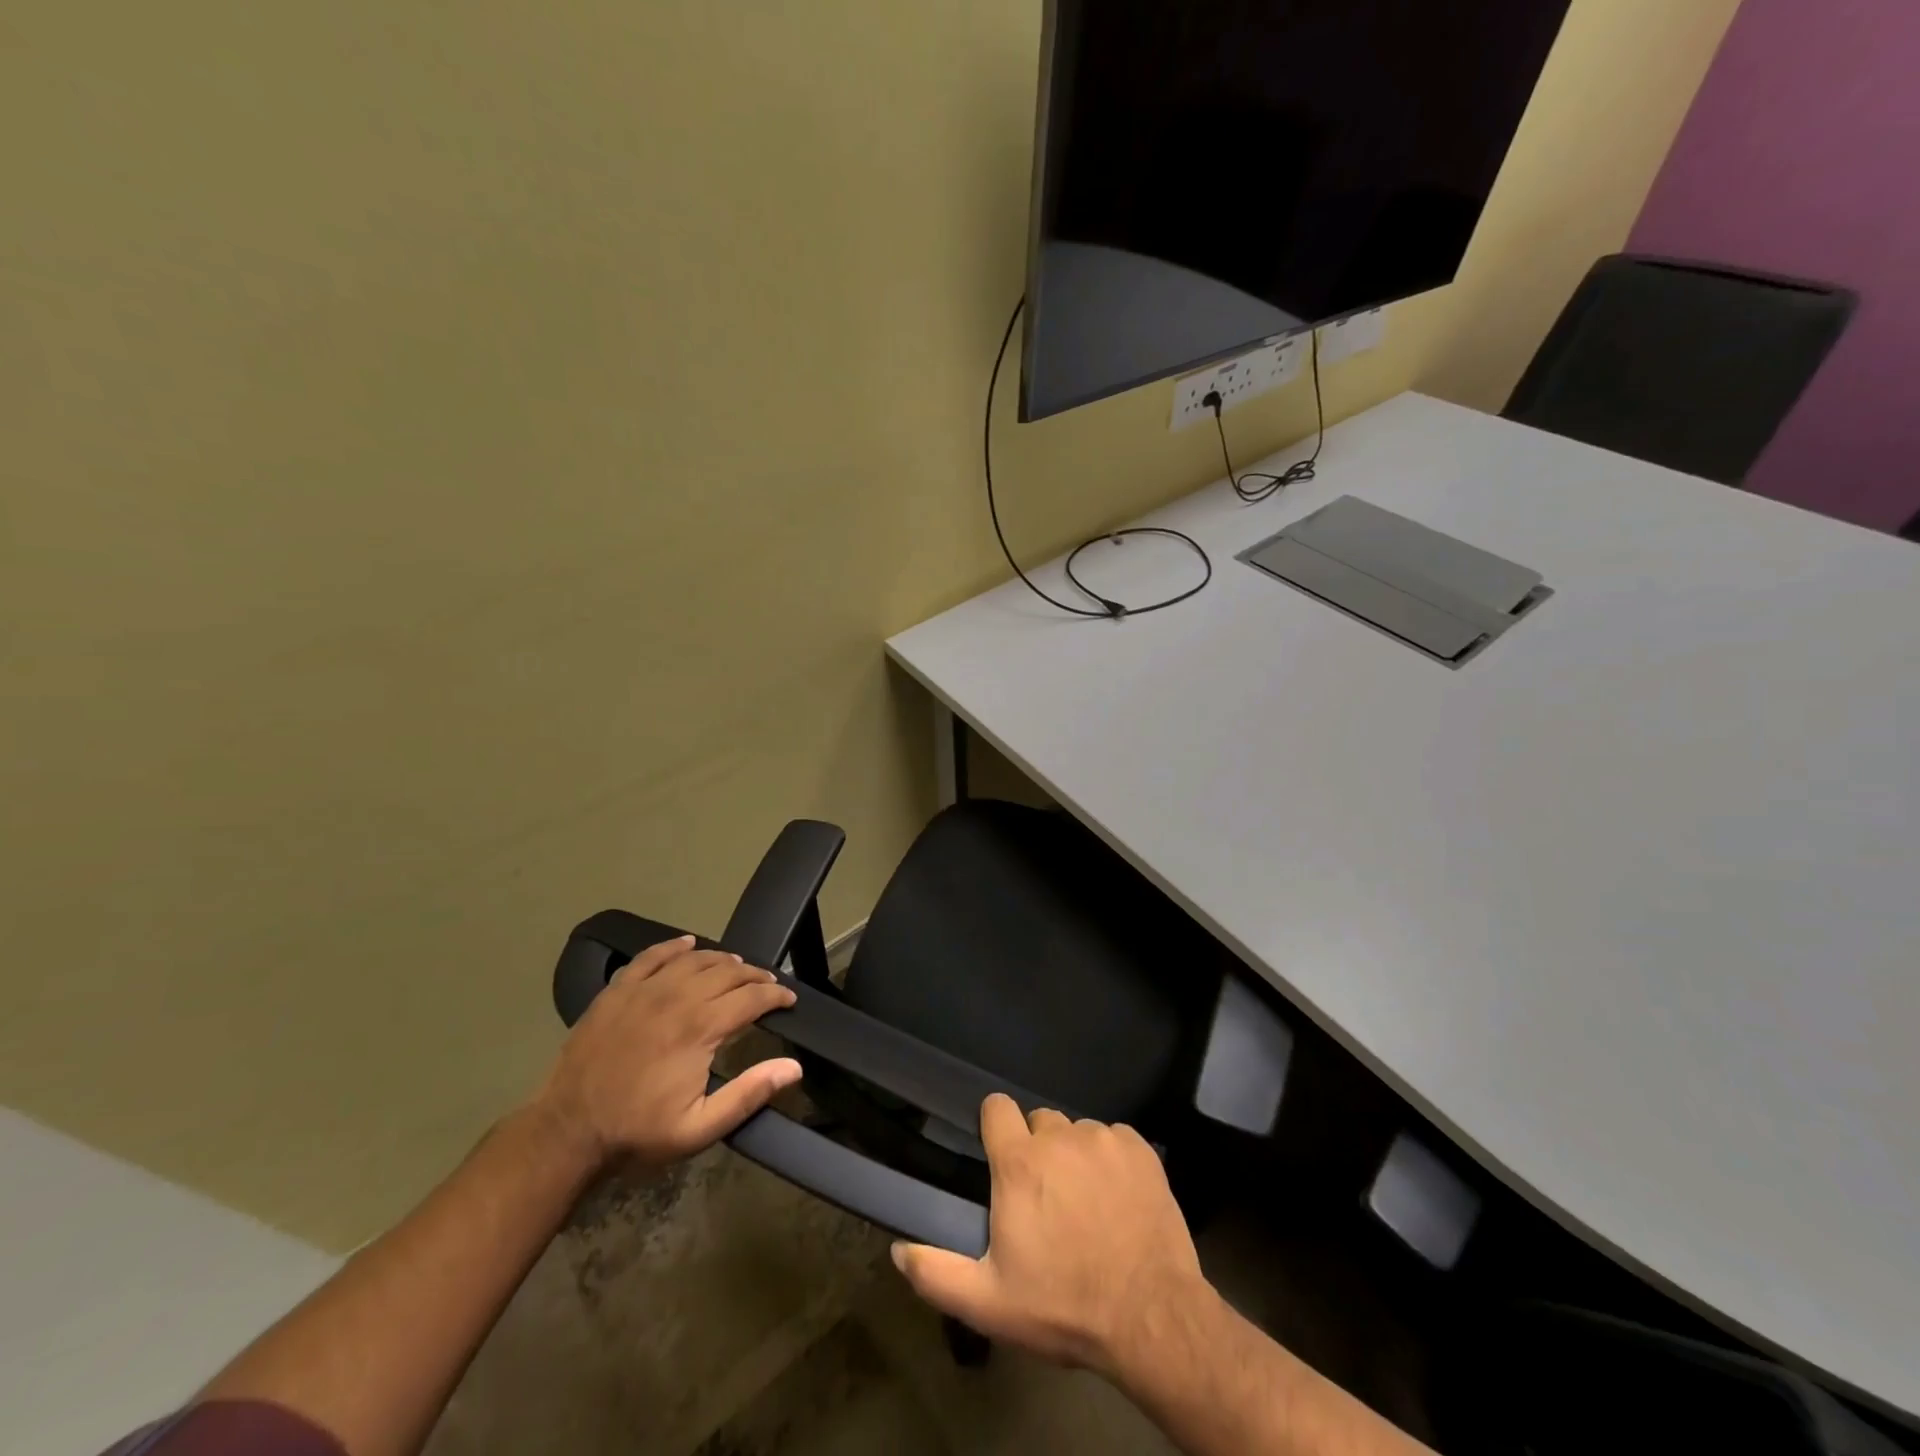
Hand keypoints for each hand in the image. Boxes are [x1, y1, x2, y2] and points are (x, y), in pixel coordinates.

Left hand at [532, 936, 800, 1170]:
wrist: (566, 1132)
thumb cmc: (638, 1132)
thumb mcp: (699, 1128)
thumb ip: (749, 1095)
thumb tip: (794, 1067)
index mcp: (700, 1028)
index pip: (752, 996)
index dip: (777, 994)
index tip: (789, 1000)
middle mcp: (677, 998)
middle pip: (728, 972)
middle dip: (755, 975)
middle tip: (768, 985)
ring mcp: (644, 990)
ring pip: (695, 959)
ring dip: (723, 960)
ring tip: (737, 968)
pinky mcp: (618, 990)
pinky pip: (652, 955)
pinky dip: (674, 946)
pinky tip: (688, 944)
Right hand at [890, 1094, 1214, 1377]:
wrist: (1151, 1317)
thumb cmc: (1063, 1306)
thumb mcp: (989, 1303)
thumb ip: (936, 1273)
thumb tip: (897, 1249)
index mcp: (1019, 1162)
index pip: (996, 1107)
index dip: (994, 1127)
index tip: (999, 1156)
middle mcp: (1059, 1136)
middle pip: (1039, 1121)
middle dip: (1037, 1150)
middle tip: (1046, 1198)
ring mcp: (1103, 1138)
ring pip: (1078, 1132)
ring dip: (1075, 1157)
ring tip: (1086, 1203)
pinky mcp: (1141, 1149)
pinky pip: (1115, 1139)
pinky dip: (1111, 1160)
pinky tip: (1119, 1199)